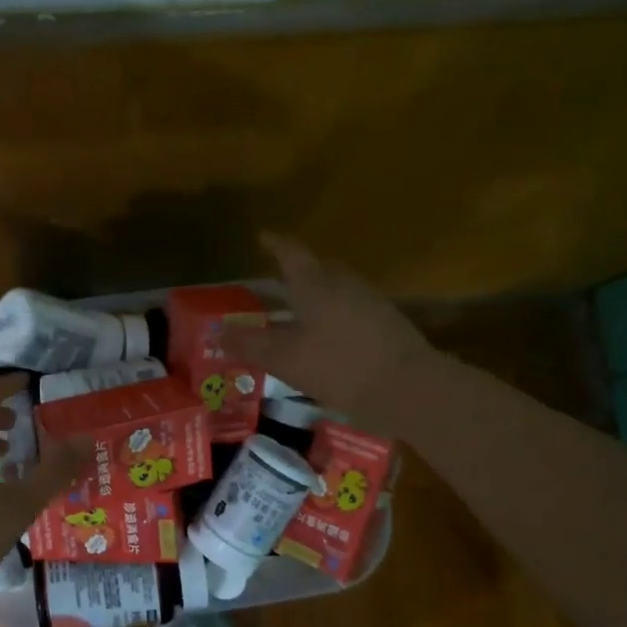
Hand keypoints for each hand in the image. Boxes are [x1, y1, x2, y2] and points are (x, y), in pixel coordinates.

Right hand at [222, 234, 435, 432]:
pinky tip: (331, 336)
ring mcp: (371, 301)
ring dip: (319, 293)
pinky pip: (353, 308)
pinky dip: (336, 314)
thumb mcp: (285, 359)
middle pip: (319, 267)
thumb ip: (250, 343)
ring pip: (338, 288)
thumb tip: (218, 331)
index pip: (291, 253)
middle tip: (279, 279)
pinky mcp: (388, 323)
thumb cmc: (338, 366)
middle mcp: (344, 284)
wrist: (408, 388)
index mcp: (315, 285)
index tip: (262, 237)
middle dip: (299, 270)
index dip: (275, 244)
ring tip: (302, 310)